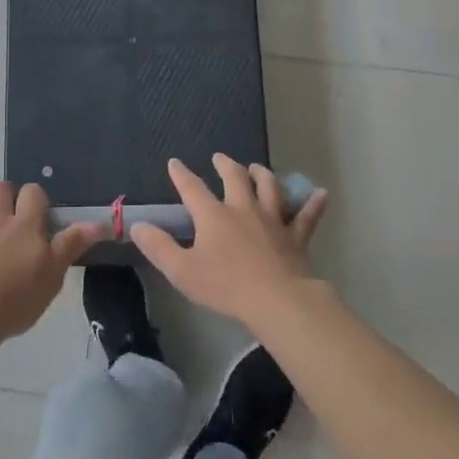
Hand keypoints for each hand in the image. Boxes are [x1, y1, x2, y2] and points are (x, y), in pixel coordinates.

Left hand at [0, 183, 103, 346]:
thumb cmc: (16, 299)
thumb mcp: (53, 275)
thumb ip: (72, 244)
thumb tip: (99, 221)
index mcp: (25, 226)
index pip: (33, 194)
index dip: (36, 198)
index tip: (39, 212)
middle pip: (0, 189)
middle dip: (5, 193)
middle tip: (10, 212)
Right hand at [132, 156, 328, 330]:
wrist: (276, 300)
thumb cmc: (225, 286)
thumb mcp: (181, 271)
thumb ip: (158, 247)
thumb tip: (137, 225)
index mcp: (213, 215)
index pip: (192, 188)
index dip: (181, 174)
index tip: (175, 163)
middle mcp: (243, 208)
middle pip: (235, 178)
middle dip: (226, 165)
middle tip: (221, 158)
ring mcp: (273, 220)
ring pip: (270, 188)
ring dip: (263, 175)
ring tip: (258, 169)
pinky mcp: (296, 236)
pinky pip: (307, 216)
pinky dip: (314, 204)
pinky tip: (321, 194)